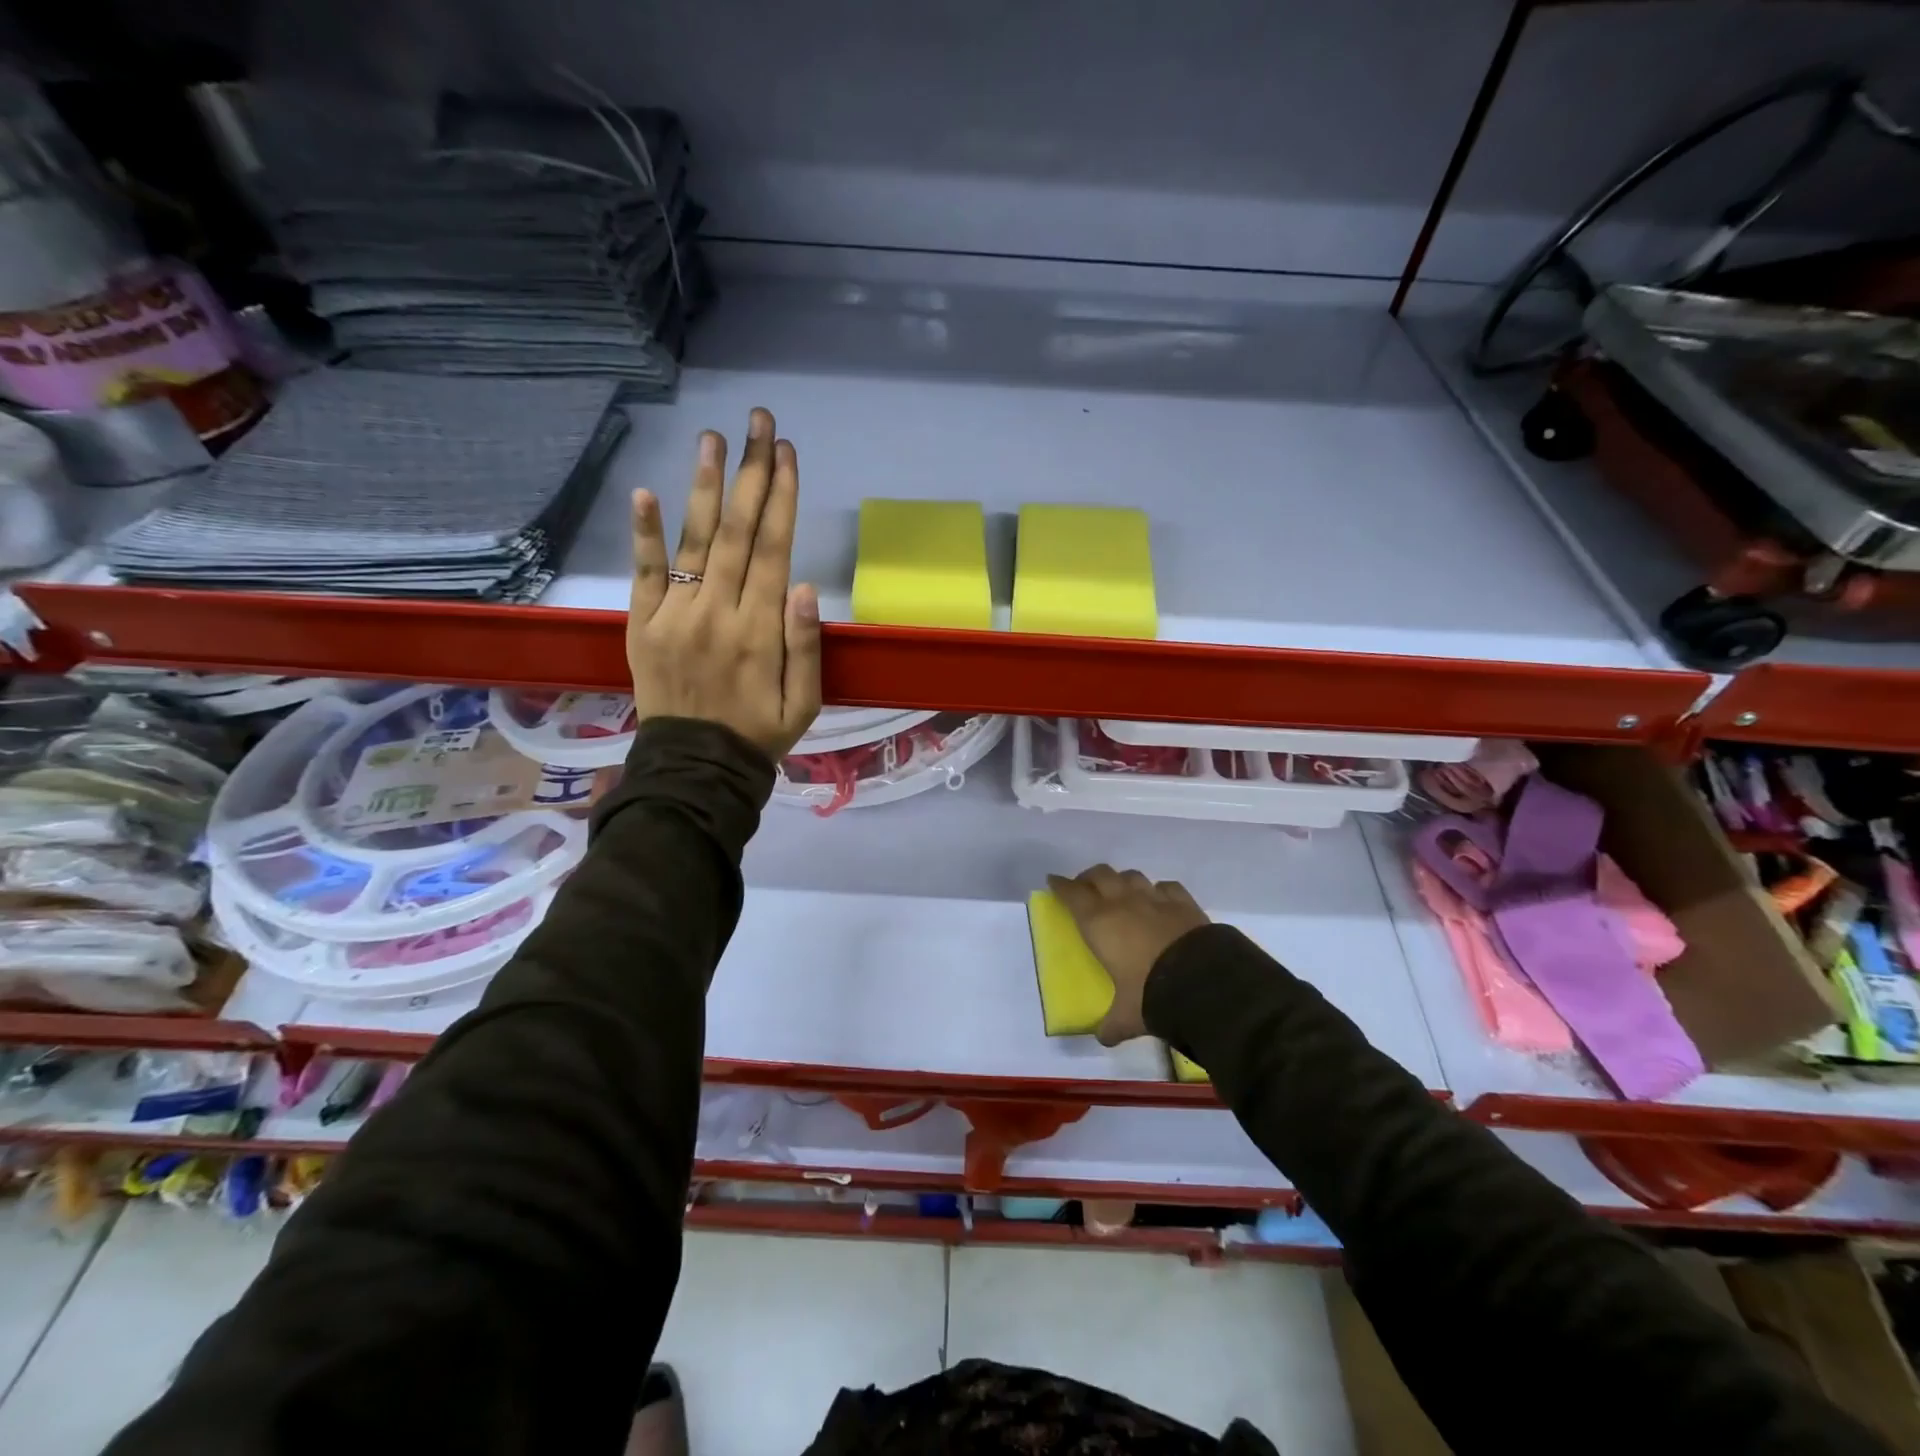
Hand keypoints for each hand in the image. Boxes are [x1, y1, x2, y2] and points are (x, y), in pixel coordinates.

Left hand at [627, 407, 821, 760]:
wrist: (696, 769)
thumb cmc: (759, 734)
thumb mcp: (805, 703)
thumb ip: (806, 646)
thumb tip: (805, 586)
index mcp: (760, 631)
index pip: (774, 549)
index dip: (782, 498)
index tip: (788, 453)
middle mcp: (717, 612)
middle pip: (738, 532)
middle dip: (752, 473)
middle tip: (759, 422)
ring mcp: (675, 616)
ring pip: (694, 541)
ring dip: (705, 487)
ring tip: (714, 438)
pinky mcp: (642, 624)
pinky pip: (644, 574)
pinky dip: (644, 534)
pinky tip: (645, 493)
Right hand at [1047, 866, 1209, 1045]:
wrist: (1201, 981)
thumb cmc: (1150, 994)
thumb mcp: (1126, 1015)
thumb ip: (1112, 1024)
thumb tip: (1104, 1037)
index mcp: (1099, 923)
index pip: (1072, 894)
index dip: (1061, 886)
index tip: (1054, 881)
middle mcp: (1123, 903)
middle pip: (1100, 874)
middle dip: (1089, 878)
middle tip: (1085, 888)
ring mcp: (1154, 898)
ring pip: (1131, 876)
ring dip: (1122, 881)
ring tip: (1121, 892)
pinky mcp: (1183, 902)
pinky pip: (1166, 886)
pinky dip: (1158, 890)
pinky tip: (1159, 899)